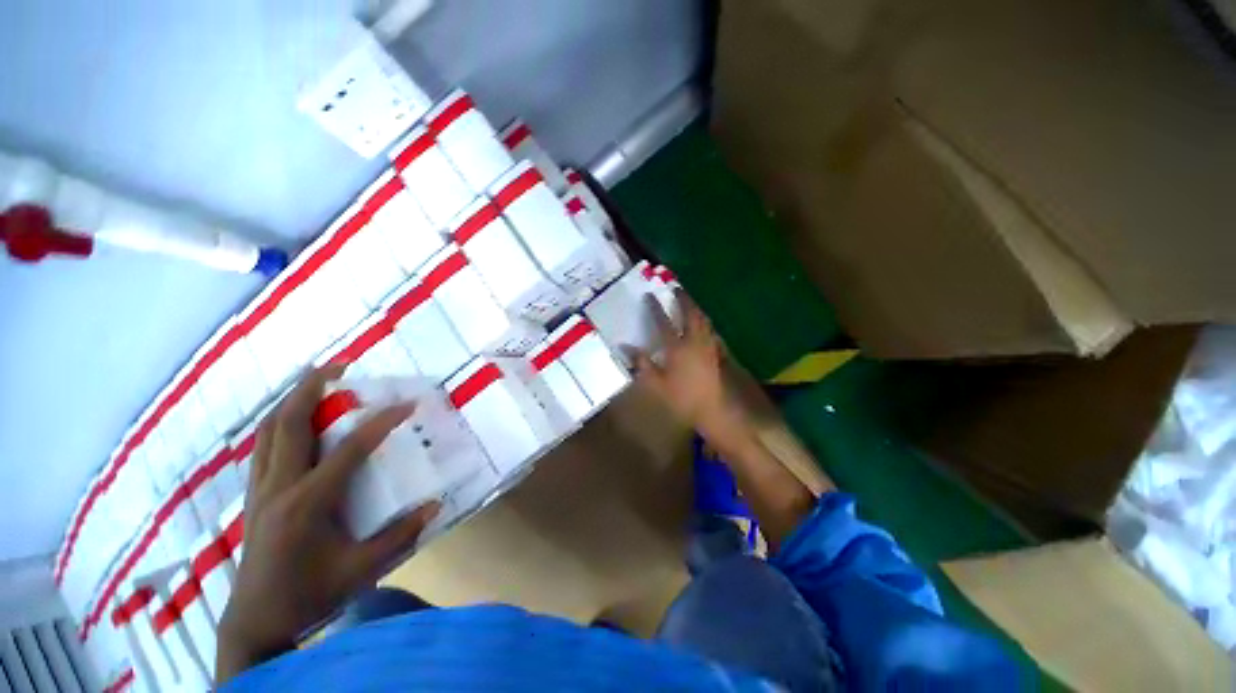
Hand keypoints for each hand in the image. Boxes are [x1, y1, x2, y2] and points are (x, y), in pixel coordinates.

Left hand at [216, 366, 439, 683]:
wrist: (256, 618)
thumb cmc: (309, 593)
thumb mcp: (361, 568)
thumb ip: (400, 535)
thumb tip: (436, 505)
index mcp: (307, 502)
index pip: (349, 449)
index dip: (381, 422)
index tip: (407, 404)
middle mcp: (279, 486)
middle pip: (290, 424)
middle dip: (313, 388)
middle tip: (339, 366)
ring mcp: (260, 488)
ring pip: (270, 430)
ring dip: (292, 400)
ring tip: (316, 381)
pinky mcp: (254, 493)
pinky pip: (265, 445)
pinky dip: (281, 422)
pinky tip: (297, 419)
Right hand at [628, 289, 749, 444]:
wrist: (713, 410)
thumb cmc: (682, 398)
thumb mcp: (656, 384)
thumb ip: (641, 363)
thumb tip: (625, 347)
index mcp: (677, 348)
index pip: (663, 322)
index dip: (655, 308)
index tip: (649, 295)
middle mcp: (694, 341)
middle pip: (690, 314)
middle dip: (683, 299)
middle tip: (676, 289)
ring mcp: (707, 345)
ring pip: (703, 320)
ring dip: (695, 307)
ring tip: (689, 301)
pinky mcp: (716, 352)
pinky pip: (710, 329)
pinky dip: (704, 321)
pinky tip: (702, 323)